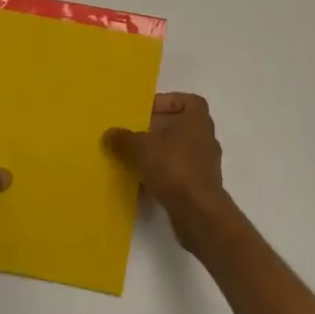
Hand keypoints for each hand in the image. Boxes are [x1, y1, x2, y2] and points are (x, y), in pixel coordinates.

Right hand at [104, 93, 233, 254]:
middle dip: (156, 130)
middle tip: (133, 134)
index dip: (167, 102)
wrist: (198, 212)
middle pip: (179, 126)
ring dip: (157, 154)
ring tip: (133, 159)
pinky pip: (178, 173)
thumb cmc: (173, 167)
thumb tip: (110, 134)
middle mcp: (204, 138)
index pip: (188, 101)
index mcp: (197, 120)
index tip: (146, 111)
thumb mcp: (141, 148)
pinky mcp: (200, 187)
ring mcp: (204, 164)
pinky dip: (162, 175)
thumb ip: (124, 138)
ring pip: (177, 151)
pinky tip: (141, 184)